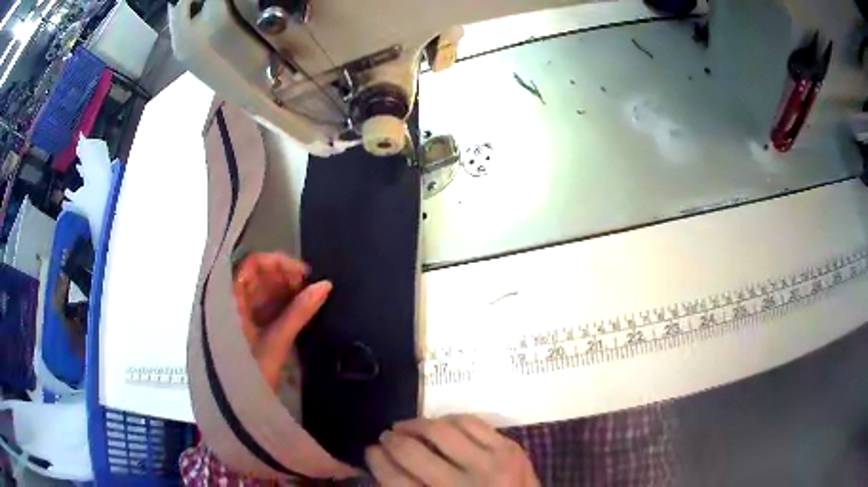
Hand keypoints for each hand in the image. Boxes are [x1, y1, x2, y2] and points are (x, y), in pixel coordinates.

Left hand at [232, 252, 331, 390]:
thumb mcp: (276, 342)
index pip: (250, 265)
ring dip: (283, 290)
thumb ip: (299, 312)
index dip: (276, 262)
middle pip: (255, 276)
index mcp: (230, 301)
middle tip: (308, 286)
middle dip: (282, 276)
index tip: (302, 273)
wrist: (239, 408)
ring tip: (306, 297)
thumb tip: (325, 285)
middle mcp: (230, 302)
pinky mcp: (246, 329)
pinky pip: (262, 307)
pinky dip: (280, 305)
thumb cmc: (251, 373)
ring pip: (260, 291)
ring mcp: (238, 316)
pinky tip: (297, 309)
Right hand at [366, 415, 539, 486]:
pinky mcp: (511, 449)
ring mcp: (491, 464)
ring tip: (408, 427)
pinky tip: (440, 425)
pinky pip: (472, 421)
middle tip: (386, 437)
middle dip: (391, 440)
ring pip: (441, 430)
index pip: (395, 480)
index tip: (370, 451)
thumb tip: (382, 464)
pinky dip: (450, 420)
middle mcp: (463, 486)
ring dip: (417, 424)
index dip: (377, 462)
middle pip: (413, 452)